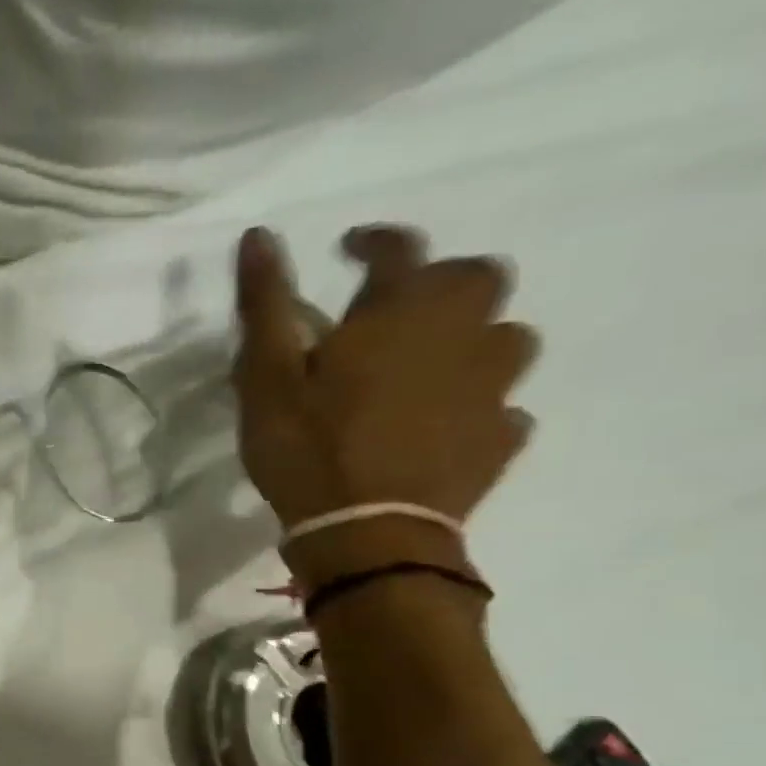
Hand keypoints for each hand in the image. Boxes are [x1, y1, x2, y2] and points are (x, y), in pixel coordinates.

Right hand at [234, 225, 538, 585]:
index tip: (348, 249)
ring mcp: (492, 387)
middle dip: (440, 282)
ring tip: (427, 367)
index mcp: (402, 313)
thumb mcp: (265, 377)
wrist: (366, 531)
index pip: (400, 249)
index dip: (374, 240)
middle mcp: (463, 334)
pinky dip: (476, 401)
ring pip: (506, 337)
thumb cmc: (306, 447)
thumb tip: (259, 234)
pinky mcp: (500, 437)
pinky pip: (503, 404)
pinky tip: (444, 422)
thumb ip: (264, 306)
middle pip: (478, 279)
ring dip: (471, 338)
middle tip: (396, 312)